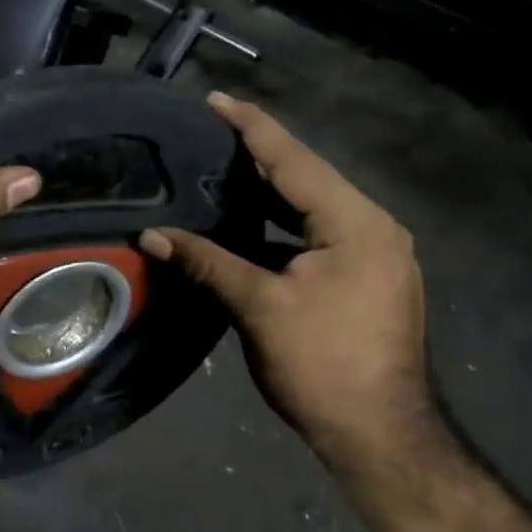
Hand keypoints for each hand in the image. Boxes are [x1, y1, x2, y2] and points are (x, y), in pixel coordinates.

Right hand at [139, 93, 437, 477]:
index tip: (215, 99)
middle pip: (308, 179)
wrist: (380, 433)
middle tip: (210, 136)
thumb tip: (152, 235)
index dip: (251, 127)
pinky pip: (323, 237)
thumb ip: (207, 262)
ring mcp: (379, 255)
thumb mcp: (259, 307)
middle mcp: (375, 227)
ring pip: (316, 210)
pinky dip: (286, 228)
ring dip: (272, 195)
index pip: (294, 160)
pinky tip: (253, 227)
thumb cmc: (321, 365)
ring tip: (223, 173)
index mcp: (356, 222)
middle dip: (259, 157)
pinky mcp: (372, 279)